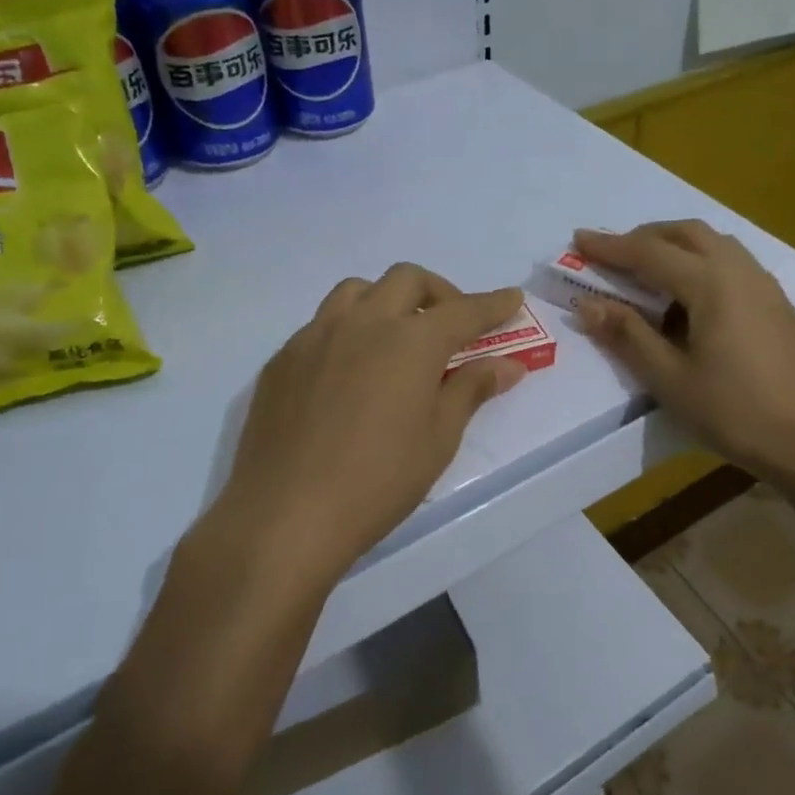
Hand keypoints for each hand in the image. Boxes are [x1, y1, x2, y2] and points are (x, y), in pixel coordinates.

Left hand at [209, 263, 528, 587]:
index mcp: (410, 341)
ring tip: (397, 337)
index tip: (512, 299)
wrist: (285, 515)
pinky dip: (349, 329)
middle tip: (452, 326)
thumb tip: (507, 366)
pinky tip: (350, 370)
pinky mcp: (283, 359)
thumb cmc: (378, 481)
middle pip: (407, 280)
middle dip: (439, 293)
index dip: (493, 304)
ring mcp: (315, 336)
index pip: (463, 311)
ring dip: (387, 300)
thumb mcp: (438, 439)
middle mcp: (363, 323)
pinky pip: (322, 323)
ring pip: (357, 291)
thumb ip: (471, 390)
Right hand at [572, 222, 794, 479]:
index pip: (650, 253)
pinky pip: (736, 265)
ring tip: (651, 272)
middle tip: (614, 254)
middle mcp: (741, 272)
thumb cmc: (732, 412)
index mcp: (711, 284)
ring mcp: (767, 287)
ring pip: (717, 244)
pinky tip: (695, 300)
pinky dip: (704, 264)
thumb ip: (628, 335)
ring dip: (678, 246)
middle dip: (647, 236)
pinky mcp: (780, 306)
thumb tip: (587, 304)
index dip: (610, 246)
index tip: (578, 238)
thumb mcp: (669, 379)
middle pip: (688, 233)